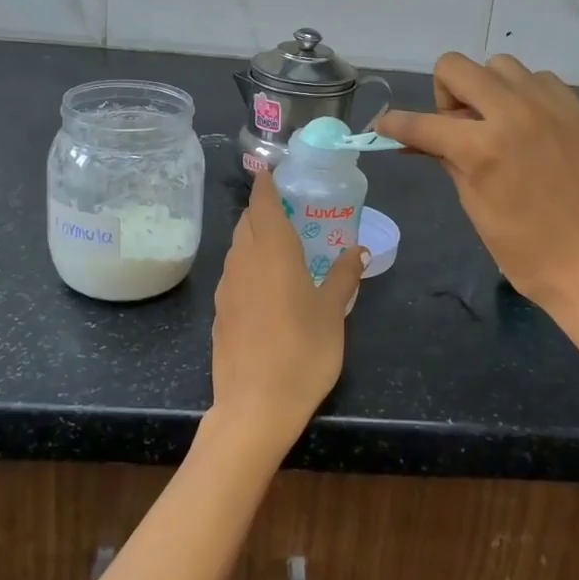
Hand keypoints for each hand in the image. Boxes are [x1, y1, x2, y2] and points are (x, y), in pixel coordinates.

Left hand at [208, 171, 365, 454]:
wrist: (255, 406)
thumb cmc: (303, 352)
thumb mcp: (333, 312)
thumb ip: (344, 275)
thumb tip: (359, 250)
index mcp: (273, 251)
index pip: (262, 202)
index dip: (266, 184)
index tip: (273, 173)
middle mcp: (244, 260)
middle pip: (246, 222)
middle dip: (262, 210)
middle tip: (289, 213)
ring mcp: (226, 286)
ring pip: (237, 247)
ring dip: (253, 238)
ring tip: (280, 248)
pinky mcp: (219, 311)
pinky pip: (233, 274)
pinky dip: (247, 266)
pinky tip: (265, 286)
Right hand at [378, 53, 578, 335]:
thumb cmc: (526, 252)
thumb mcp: (475, 206)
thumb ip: (446, 160)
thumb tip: (418, 140)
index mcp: (483, 148)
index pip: (422, 123)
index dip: (395, 124)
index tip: (385, 126)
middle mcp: (516, 113)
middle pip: (456, 67)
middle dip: (444, 94)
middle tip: (457, 128)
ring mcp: (554, 107)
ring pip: (501, 67)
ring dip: (487, 90)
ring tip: (497, 127)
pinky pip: (540, 82)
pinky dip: (524, 97)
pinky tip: (531, 131)